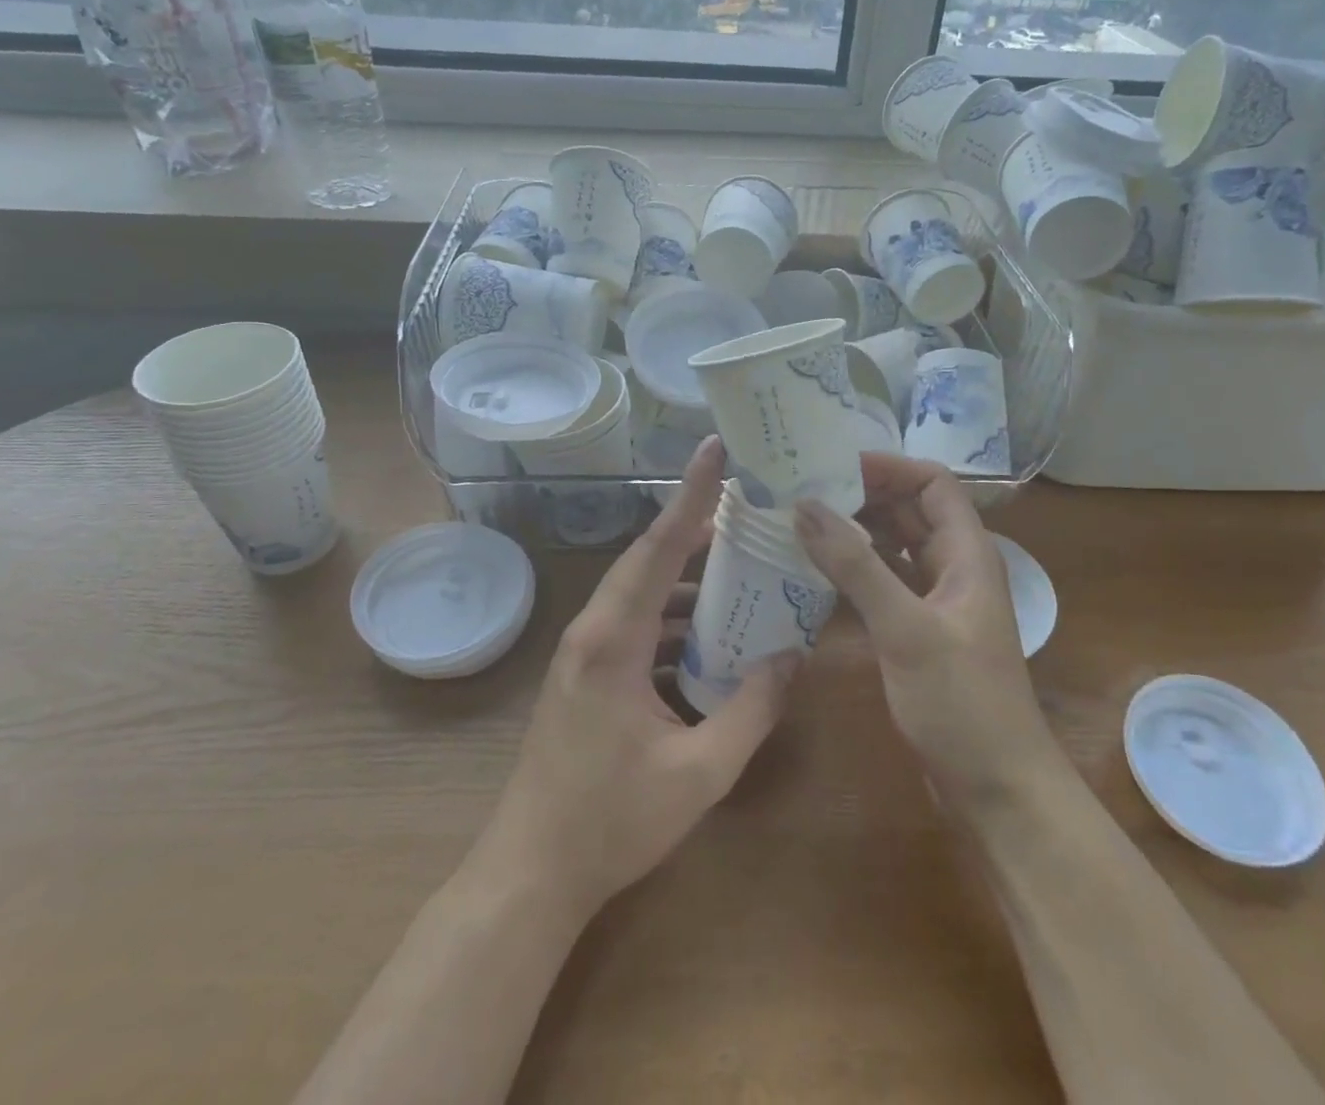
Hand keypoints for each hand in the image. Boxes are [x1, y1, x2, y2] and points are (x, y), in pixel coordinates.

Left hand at [474, 437, 798, 923]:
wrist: (532, 874)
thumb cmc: (611, 822)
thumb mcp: (699, 772)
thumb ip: (751, 710)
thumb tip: (792, 655)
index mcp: (613, 640)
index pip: (658, 549)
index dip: (690, 496)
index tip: (714, 450)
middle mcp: (594, 631)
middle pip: (649, 560)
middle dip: (695, 527)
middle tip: (744, 502)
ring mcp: (586, 653)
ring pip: (642, 593)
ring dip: (687, 579)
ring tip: (739, 565)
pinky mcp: (587, 674)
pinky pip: (636, 625)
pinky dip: (673, 618)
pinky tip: (710, 634)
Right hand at [795, 454, 1060, 807]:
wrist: (998, 790)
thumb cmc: (961, 702)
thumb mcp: (905, 628)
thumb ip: (855, 566)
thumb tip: (804, 505)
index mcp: (967, 553)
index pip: (932, 482)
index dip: (888, 467)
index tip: (832, 465)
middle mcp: (954, 568)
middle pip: (910, 510)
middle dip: (862, 495)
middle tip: (803, 490)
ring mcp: (937, 601)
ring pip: (894, 546)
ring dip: (855, 531)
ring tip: (800, 521)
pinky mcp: (919, 631)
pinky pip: (885, 582)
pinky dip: (855, 570)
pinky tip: (816, 571)